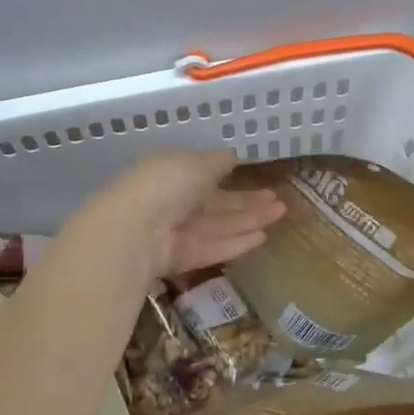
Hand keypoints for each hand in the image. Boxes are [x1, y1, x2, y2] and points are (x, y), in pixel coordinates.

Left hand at [80, 149, 285, 281]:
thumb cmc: (165, 184)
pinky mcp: (181, 258)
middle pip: (217, 202)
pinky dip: (237, 242)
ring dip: (250, 219)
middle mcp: (173, 201)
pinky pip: (213, 247)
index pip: (206, 174)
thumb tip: (233, 156)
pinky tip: (263, 237)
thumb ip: (217, 162)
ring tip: (280, 214)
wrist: (133, 231)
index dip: (234, 176)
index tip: (261, 178)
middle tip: (280, 200)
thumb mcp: (196, 163)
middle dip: (248, 201)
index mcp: (172, 172)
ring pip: (219, 225)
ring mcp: (176, 231)